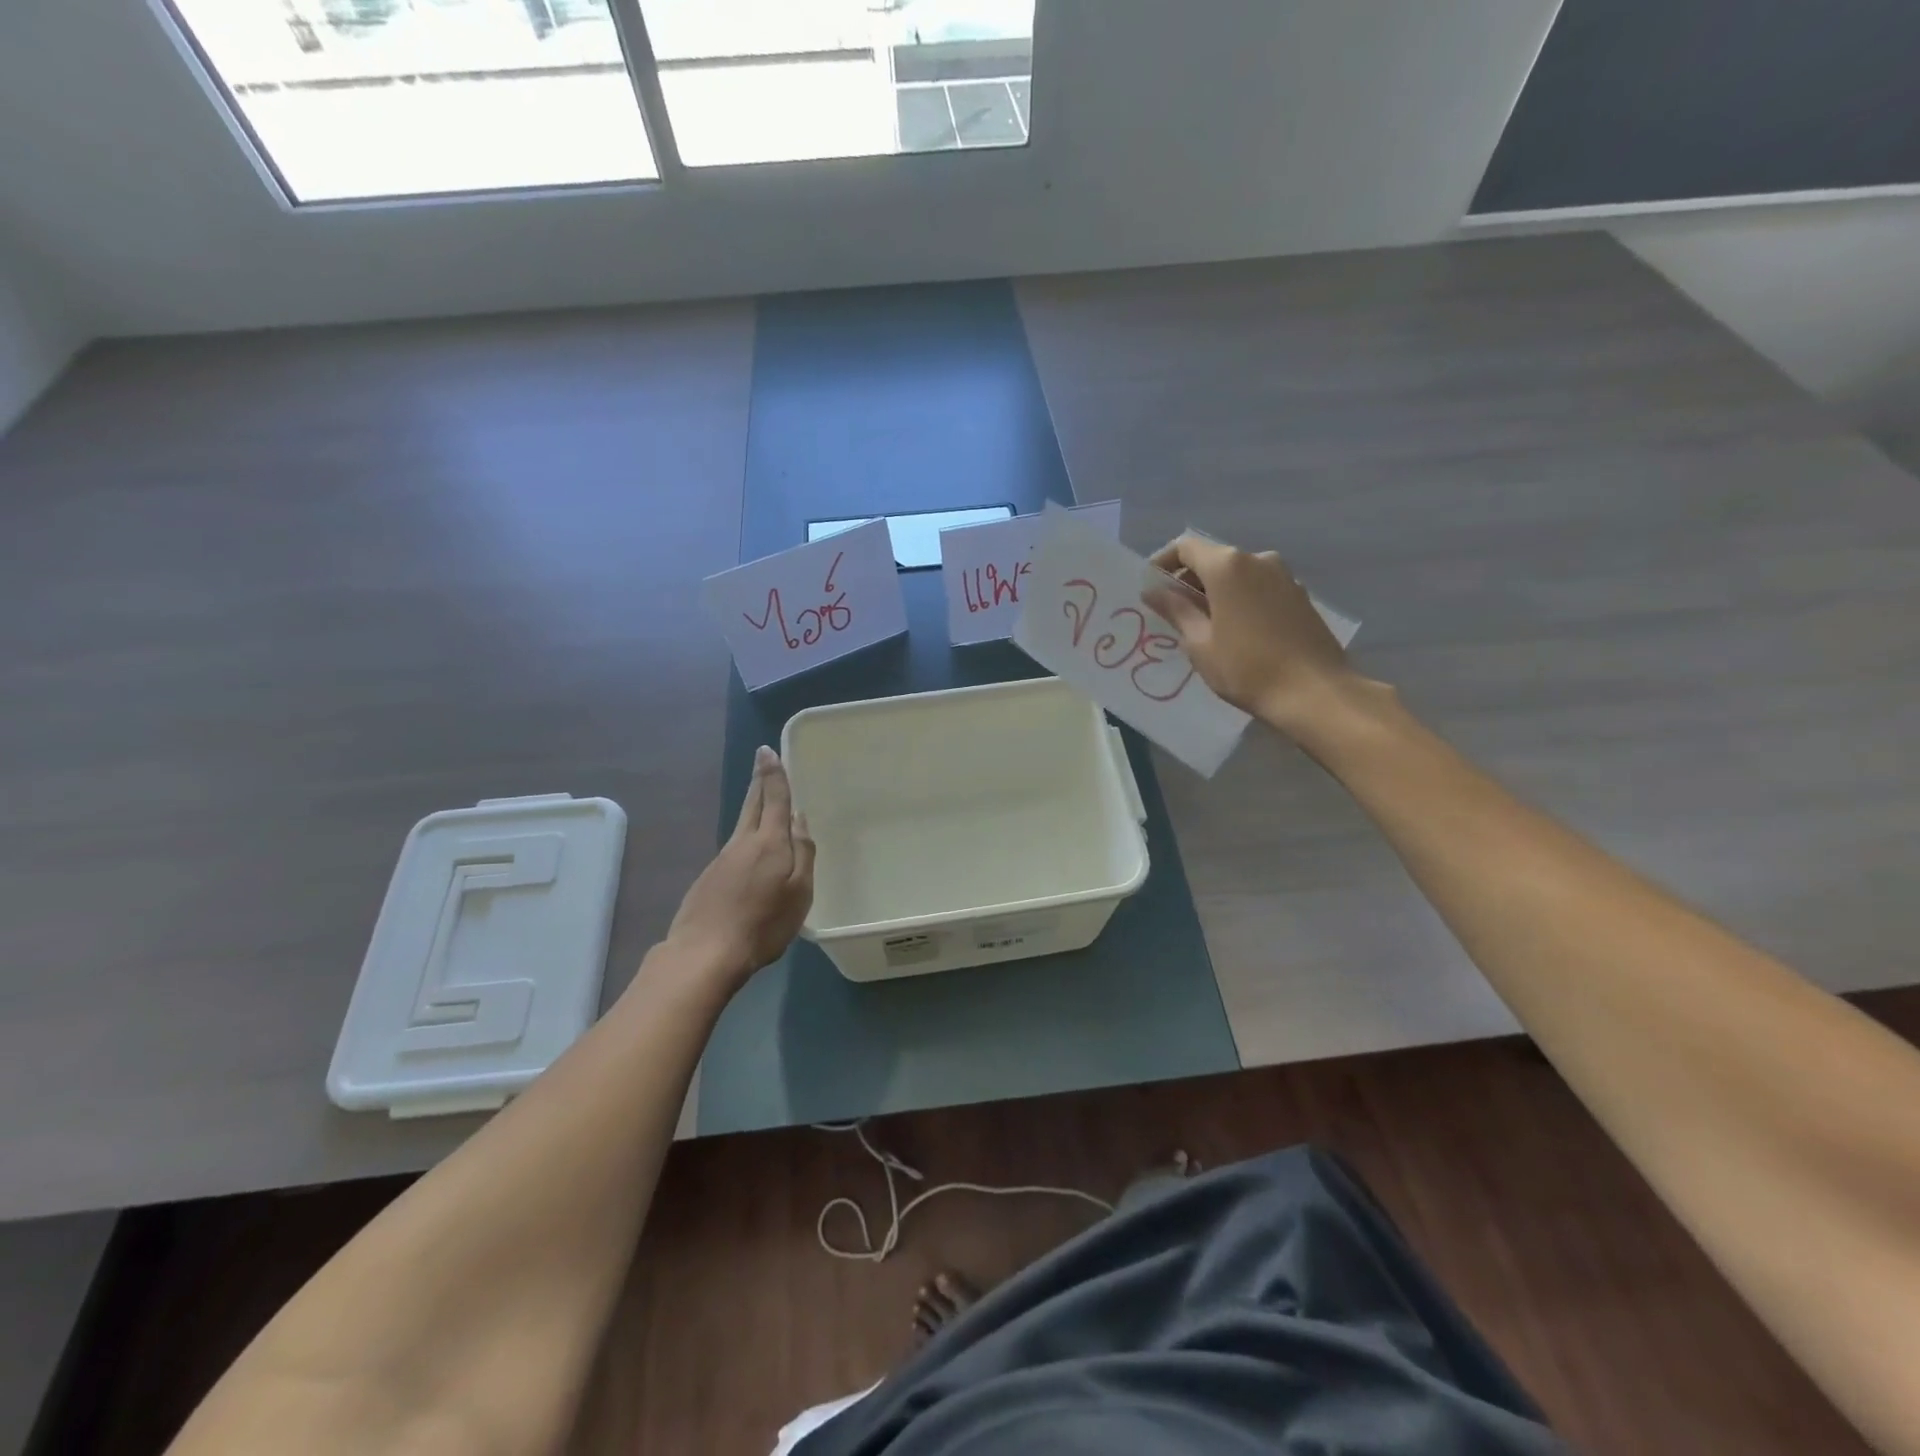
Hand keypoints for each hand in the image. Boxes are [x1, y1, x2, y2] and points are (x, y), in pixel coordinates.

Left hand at [665, 746, 814, 984]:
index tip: (767, 751)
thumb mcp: (800, 892)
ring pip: (742, 824)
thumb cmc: (763, 923)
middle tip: (762, 761)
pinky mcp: (709, 878)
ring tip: (762, 799)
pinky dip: (745, 837)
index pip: (774, 799)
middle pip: (752, 804)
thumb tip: (800, 819)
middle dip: (759, 781)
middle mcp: (743, 842)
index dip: (773, 775)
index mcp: (769, 842)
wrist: (705, 952)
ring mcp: (722, 859)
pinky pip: (734, 848)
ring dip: (752, 806)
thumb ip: (803, 853)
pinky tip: (750, 852)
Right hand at [1148, 534, 1365, 744]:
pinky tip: (1236, 632)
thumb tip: (1153, 591)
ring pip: (1238, 574)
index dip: (1163, 563)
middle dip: (1189, 580)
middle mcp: (1258, 559)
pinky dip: (1240, 599)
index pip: (1185, 547)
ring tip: (1204, 626)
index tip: (1152, 589)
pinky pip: (1259, 587)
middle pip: (1213, 558)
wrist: (1314, 692)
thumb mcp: (1199, 644)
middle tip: (1174, 613)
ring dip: (1216, 591)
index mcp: (1228, 566)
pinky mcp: (1300, 595)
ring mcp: (1284, 576)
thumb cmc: (1246, 668)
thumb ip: (1176, 610)